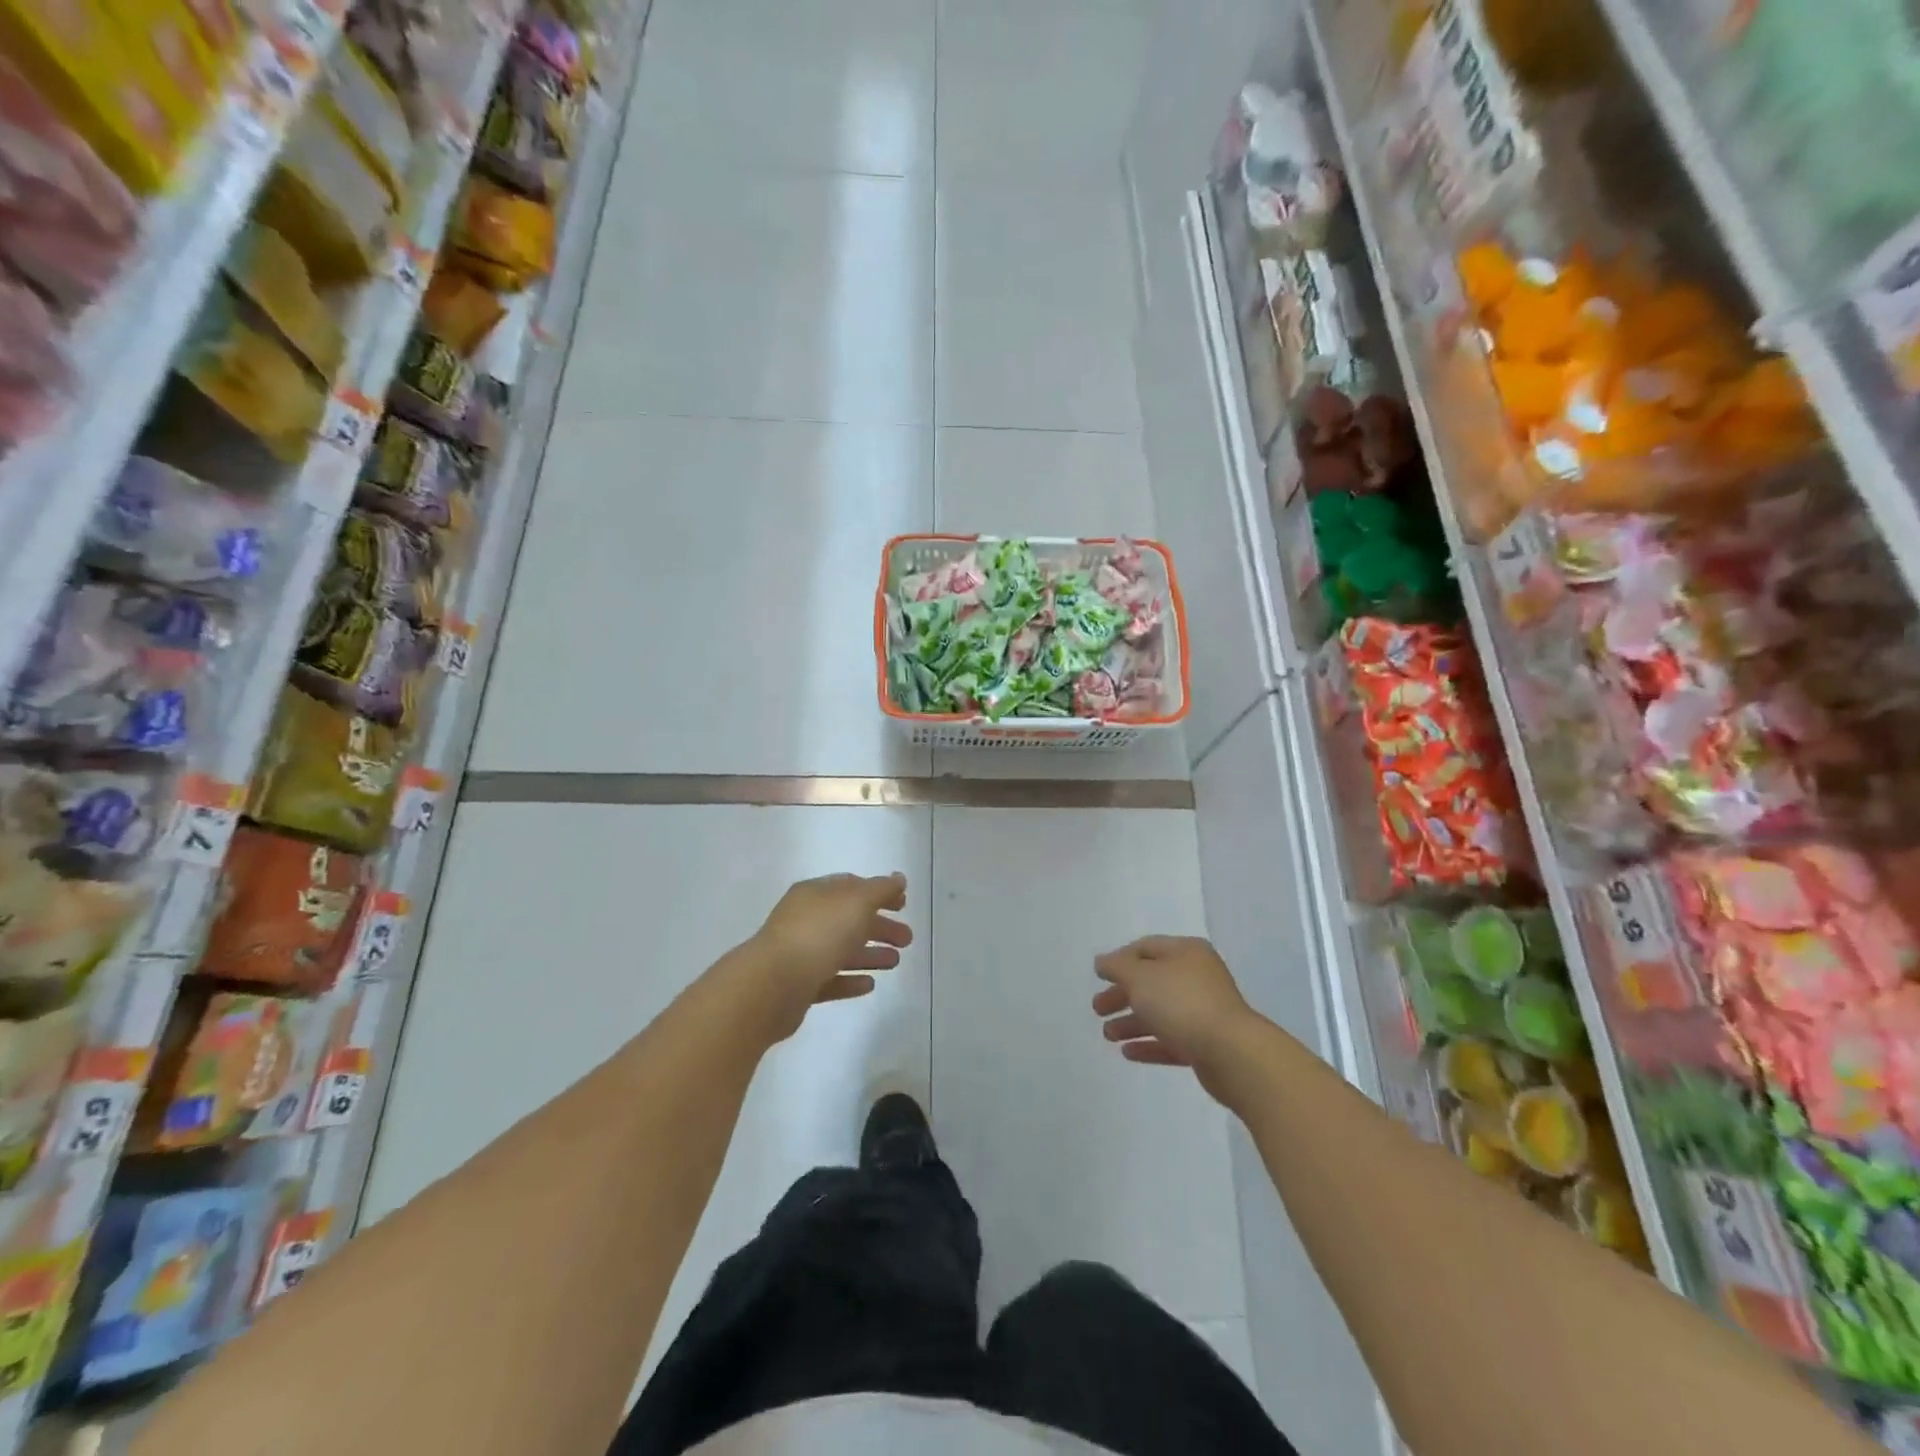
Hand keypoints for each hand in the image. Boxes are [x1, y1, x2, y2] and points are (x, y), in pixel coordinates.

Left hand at [737, 873, 912, 1042]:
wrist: (772, 985)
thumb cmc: (818, 934)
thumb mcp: (856, 902)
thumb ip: (880, 889)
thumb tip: (898, 878)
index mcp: (816, 894)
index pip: (852, 887)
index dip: (879, 893)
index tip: (904, 904)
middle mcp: (806, 919)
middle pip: (849, 919)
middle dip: (880, 926)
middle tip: (908, 939)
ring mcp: (800, 953)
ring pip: (842, 950)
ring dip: (870, 954)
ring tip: (896, 962)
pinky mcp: (798, 986)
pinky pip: (830, 979)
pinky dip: (850, 980)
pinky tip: (870, 985)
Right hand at [1092, 936, 1260, 1093]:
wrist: (1232, 1054)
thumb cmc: (1182, 1003)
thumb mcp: (1140, 977)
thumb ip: (1117, 966)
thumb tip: (1103, 961)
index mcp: (1186, 952)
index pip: (1146, 948)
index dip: (1119, 959)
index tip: (1098, 977)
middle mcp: (1197, 977)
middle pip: (1151, 982)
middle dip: (1122, 995)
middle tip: (1097, 1009)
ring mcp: (1204, 1011)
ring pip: (1160, 1012)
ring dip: (1131, 1022)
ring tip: (1108, 1036)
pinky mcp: (1206, 1044)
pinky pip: (1171, 1039)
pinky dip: (1149, 1043)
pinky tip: (1127, 1053)